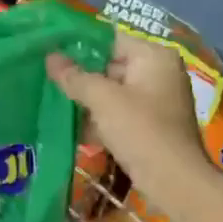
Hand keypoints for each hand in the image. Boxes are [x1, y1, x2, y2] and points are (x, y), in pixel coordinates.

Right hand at [47, 32, 204, 198]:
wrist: (175, 182)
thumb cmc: (141, 130)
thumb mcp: (103, 100)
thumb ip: (75, 76)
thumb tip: (50, 57)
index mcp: (154, 56)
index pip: (110, 39)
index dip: (79, 45)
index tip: (50, 51)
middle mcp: (160, 72)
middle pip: (111, 65)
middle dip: (80, 76)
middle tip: (47, 78)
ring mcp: (158, 100)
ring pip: (113, 92)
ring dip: (87, 100)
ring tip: (53, 102)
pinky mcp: (153, 125)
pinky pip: (120, 113)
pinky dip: (100, 119)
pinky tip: (74, 128)